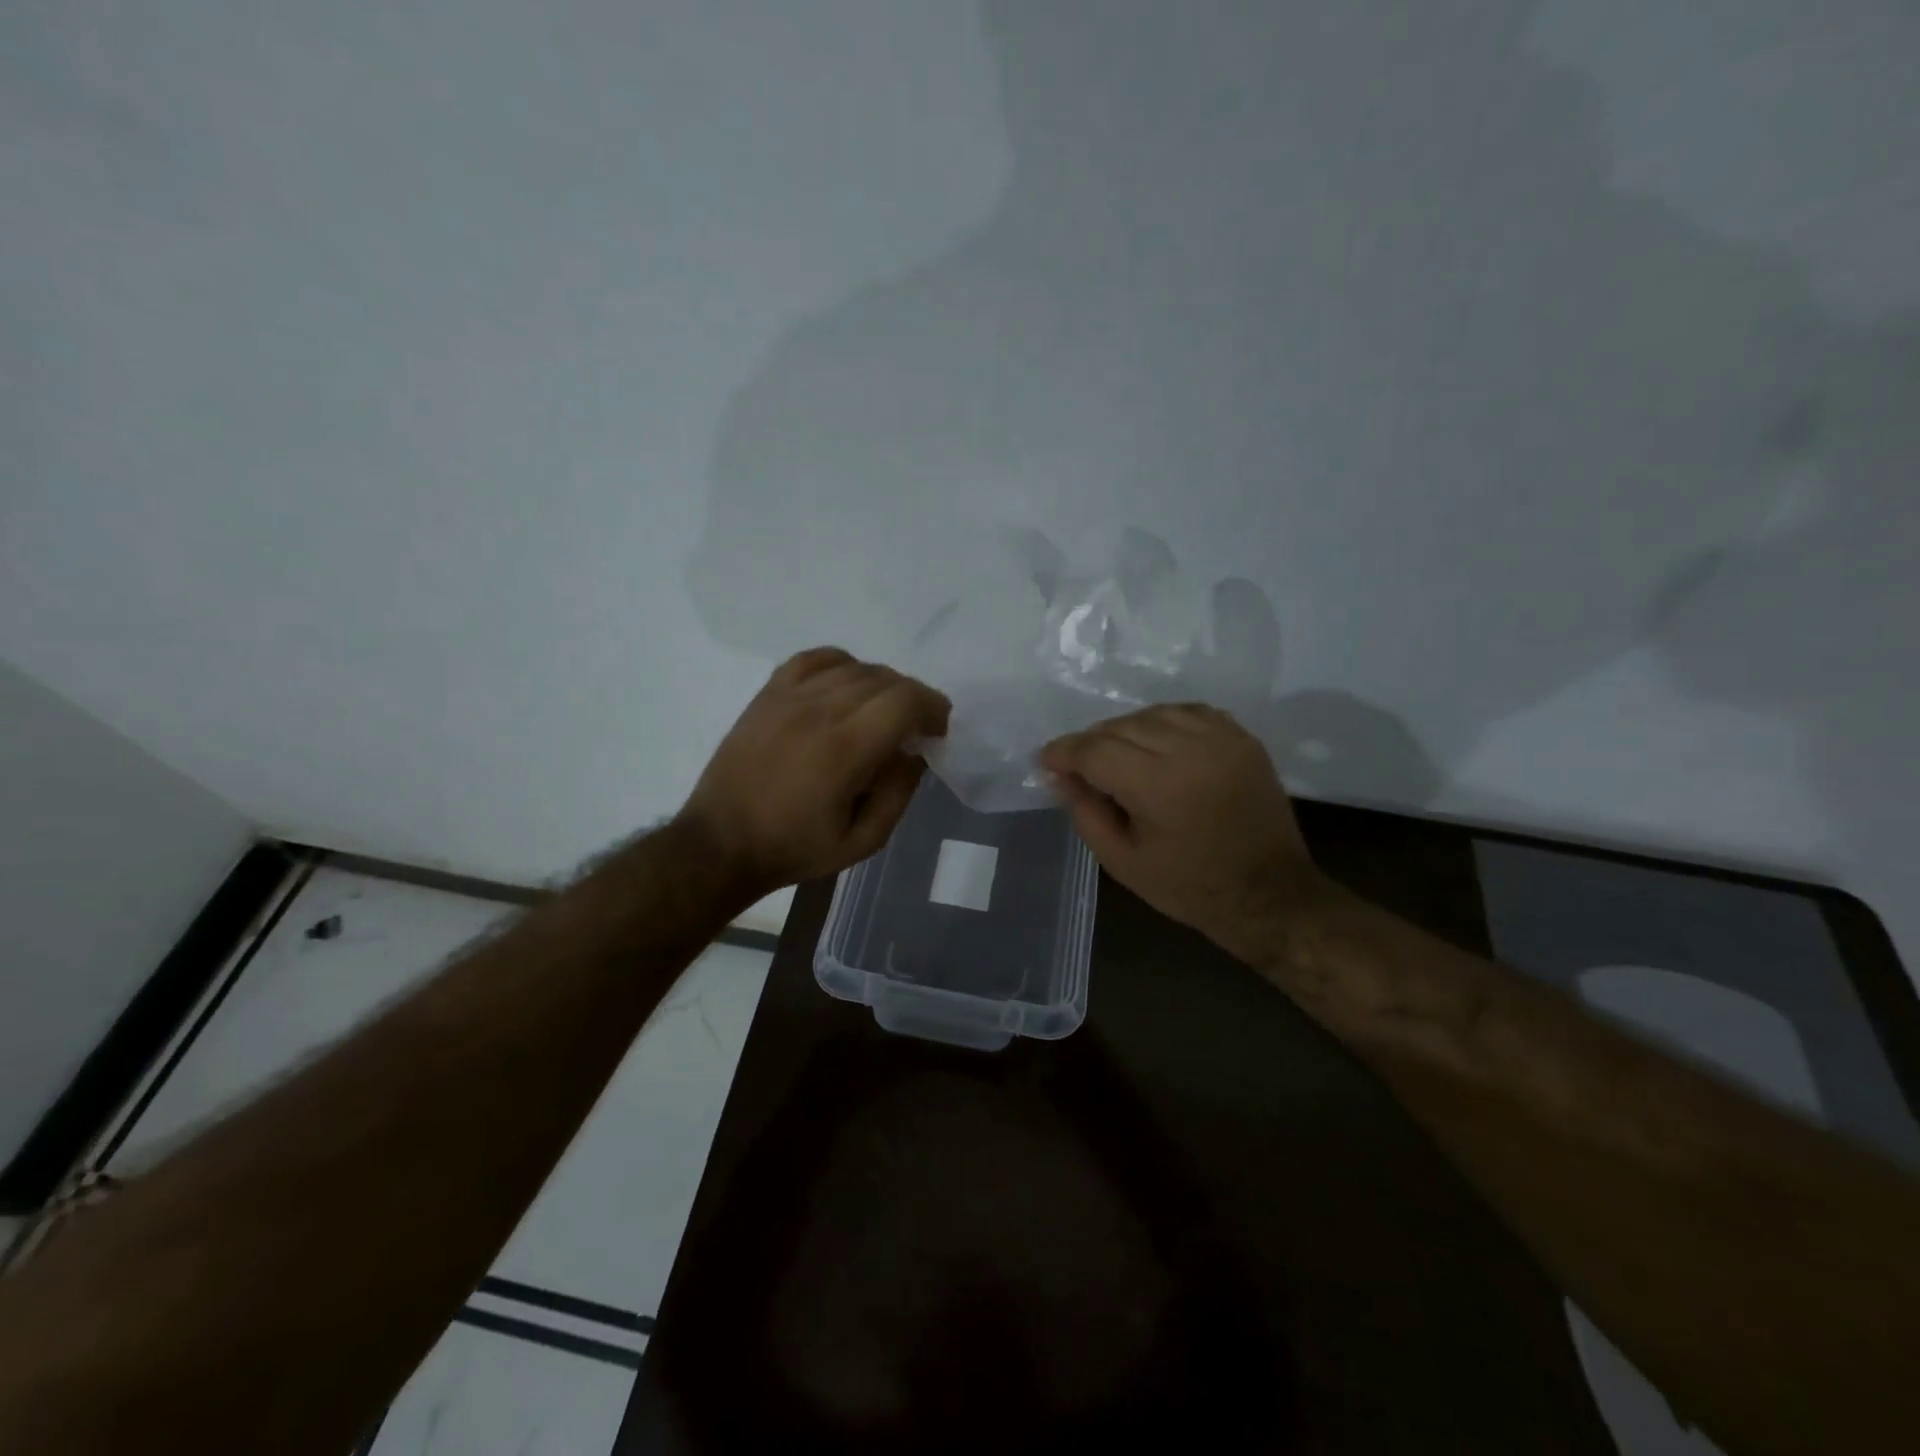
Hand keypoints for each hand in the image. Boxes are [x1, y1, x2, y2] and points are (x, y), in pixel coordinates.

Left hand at [681, 647, 949, 901]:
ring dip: (881, 684)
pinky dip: (840, 664)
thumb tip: (913, 754)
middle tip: (915, 727)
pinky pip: (812, 659)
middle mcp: (819, 711)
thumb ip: (898, 795)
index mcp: (845, 750)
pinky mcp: (768, 695)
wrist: (720, 843)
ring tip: (882, 711)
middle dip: (912, 698)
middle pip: (884, 679)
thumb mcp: (861, 843)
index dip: (933, 707)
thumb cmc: (794, 849)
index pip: (905, 701)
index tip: (938, 730)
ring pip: (853, 667)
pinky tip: (845, 684)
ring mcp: (789, 698)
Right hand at [1039, 704, 1324, 960]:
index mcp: (1159, 786)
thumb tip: (1059, 775)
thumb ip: (1085, 812)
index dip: (1064, 752)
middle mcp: (1191, 750)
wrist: (1269, 894)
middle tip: (1080, 768)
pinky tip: (1156, 743)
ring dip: (1126, 730)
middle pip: (1122, 726)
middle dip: (1092, 743)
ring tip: (1118, 756)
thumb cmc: (1190, 887)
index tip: (1046, 761)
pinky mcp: (1242, 738)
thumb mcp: (1122, 861)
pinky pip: (1189, 712)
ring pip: (1154, 713)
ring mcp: (1222, 739)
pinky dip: (1164, 722)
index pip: (1096, 750)